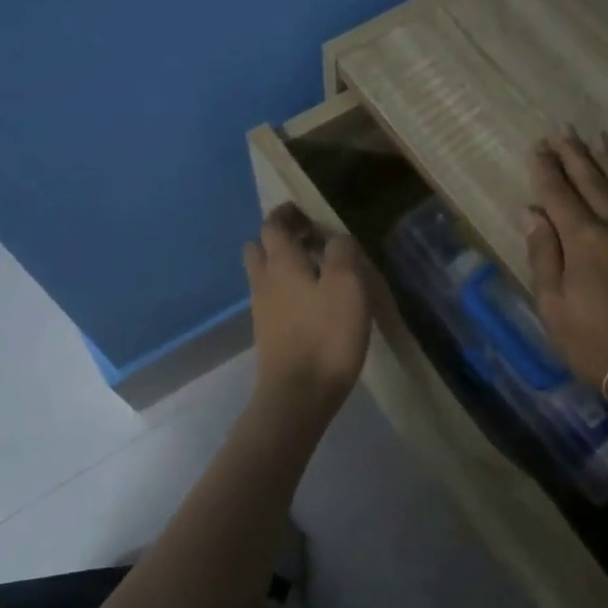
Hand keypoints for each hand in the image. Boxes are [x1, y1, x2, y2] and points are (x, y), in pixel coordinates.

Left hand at [244, 205, 372, 417]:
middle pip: (260, 248)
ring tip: (315, 271)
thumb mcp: (347, 285)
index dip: (287, 214)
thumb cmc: (326, 335)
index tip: (306, 212)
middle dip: (280, 238)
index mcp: (281, 262)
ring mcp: (262, 310)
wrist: (298, 395)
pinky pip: (271, 299)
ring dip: (282, 265)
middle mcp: (264, 281)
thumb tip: (336, 239)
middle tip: (309, 240)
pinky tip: (311, 303)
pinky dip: (286, 291)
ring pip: (264, 275)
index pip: (273, 225)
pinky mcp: (268, 334)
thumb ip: (342, 253)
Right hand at [524, 133, 607, 407]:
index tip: (537, 147)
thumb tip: (531, 214)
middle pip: (593, 181)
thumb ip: (544, 255)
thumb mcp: (554, 306)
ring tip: (596, 139)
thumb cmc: (596, 344)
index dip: (545, 169)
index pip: (559, 194)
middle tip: (562, 131)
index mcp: (584, 240)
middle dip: (574, 155)